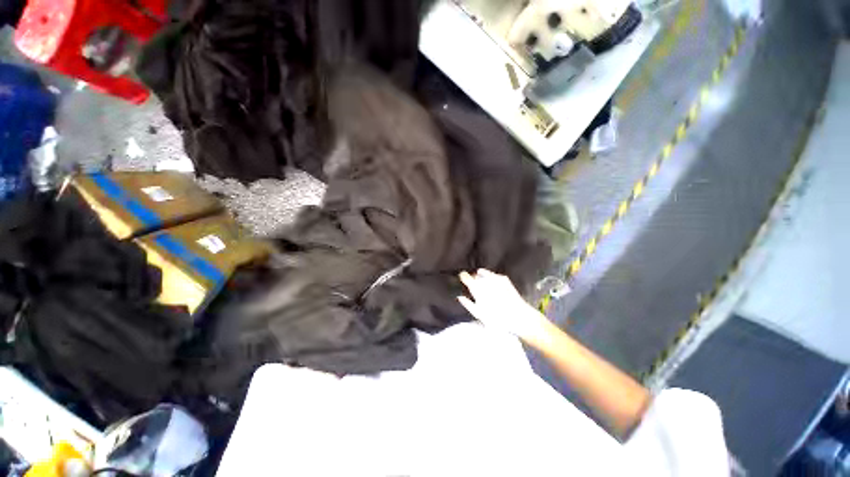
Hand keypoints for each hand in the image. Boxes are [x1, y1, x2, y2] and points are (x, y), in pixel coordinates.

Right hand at [458, 269, 552, 347]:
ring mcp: (495, 278)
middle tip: (474, 287)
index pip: (465, 276)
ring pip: (483, 273)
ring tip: (483, 285)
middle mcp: (485, 280)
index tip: (462, 279)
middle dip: (473, 279)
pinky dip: (491, 278)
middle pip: (474, 275)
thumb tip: (460, 297)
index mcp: (476, 288)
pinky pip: (493, 275)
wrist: (518, 317)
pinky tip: (493, 285)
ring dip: (481, 277)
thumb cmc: (496, 318)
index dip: (463, 277)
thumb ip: (467, 304)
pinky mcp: (504, 278)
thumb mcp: (479, 314)